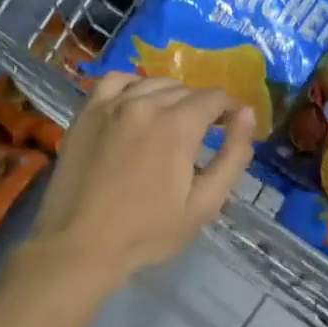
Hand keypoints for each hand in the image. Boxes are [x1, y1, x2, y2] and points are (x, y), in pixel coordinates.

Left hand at [28, 73, 253, 290]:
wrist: (79, 246)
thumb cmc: (148, 232)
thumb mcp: (205, 203)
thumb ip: (233, 155)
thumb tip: (248, 115)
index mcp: (178, 125)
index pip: (215, 98)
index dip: (230, 110)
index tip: (233, 127)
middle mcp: (146, 103)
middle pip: (186, 89)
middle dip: (202, 106)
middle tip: (204, 135)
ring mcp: (112, 105)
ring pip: (153, 83)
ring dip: (171, 96)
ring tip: (172, 122)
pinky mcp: (87, 113)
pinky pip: (116, 81)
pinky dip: (134, 85)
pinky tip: (137, 104)